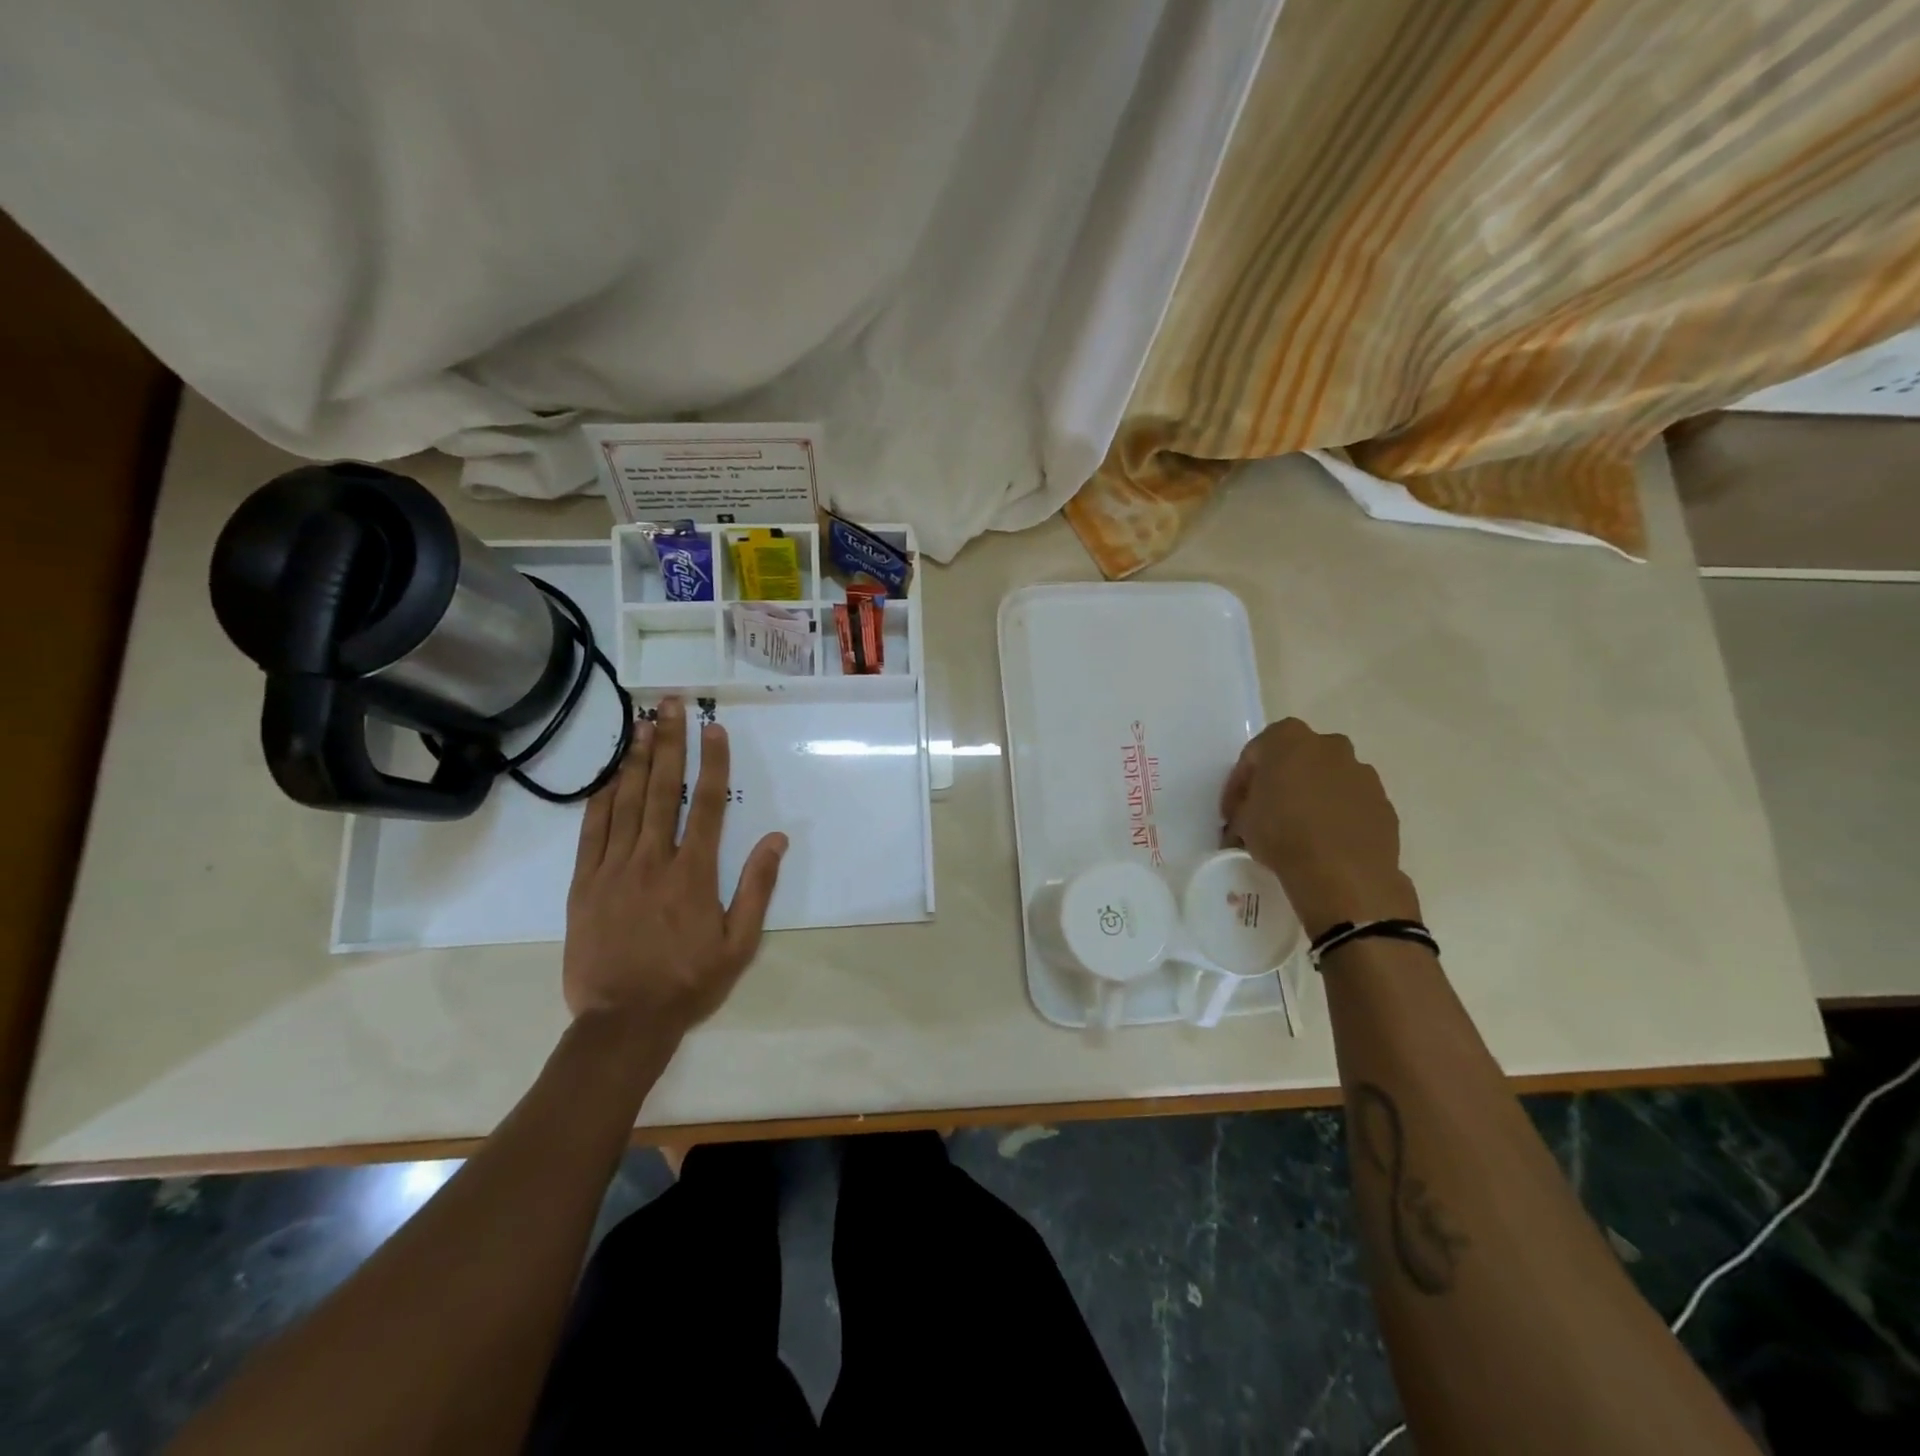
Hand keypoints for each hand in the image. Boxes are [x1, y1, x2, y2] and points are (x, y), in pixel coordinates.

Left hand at [563, 696, 787, 1035]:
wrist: (623, 1021)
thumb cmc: (688, 982)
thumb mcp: (740, 943)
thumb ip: (757, 887)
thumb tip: (776, 838)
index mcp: (693, 874)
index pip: (704, 805)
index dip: (711, 762)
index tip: (714, 728)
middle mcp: (652, 860)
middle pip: (661, 790)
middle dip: (669, 743)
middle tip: (670, 705)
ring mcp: (613, 870)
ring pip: (625, 803)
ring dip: (635, 760)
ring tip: (642, 724)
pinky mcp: (584, 884)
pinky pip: (592, 832)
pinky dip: (601, 800)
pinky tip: (609, 776)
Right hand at [1220, 718, 1419, 938]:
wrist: (1343, 873)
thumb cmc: (1282, 834)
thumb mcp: (1243, 820)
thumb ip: (1244, 807)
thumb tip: (1246, 816)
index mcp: (1288, 739)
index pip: (1254, 754)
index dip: (1240, 784)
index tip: (1232, 812)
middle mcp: (1329, 745)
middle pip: (1296, 759)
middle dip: (1280, 782)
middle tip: (1265, 814)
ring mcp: (1361, 772)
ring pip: (1327, 779)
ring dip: (1311, 798)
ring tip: (1298, 832)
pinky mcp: (1382, 802)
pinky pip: (1350, 803)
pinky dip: (1336, 815)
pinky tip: (1324, 842)